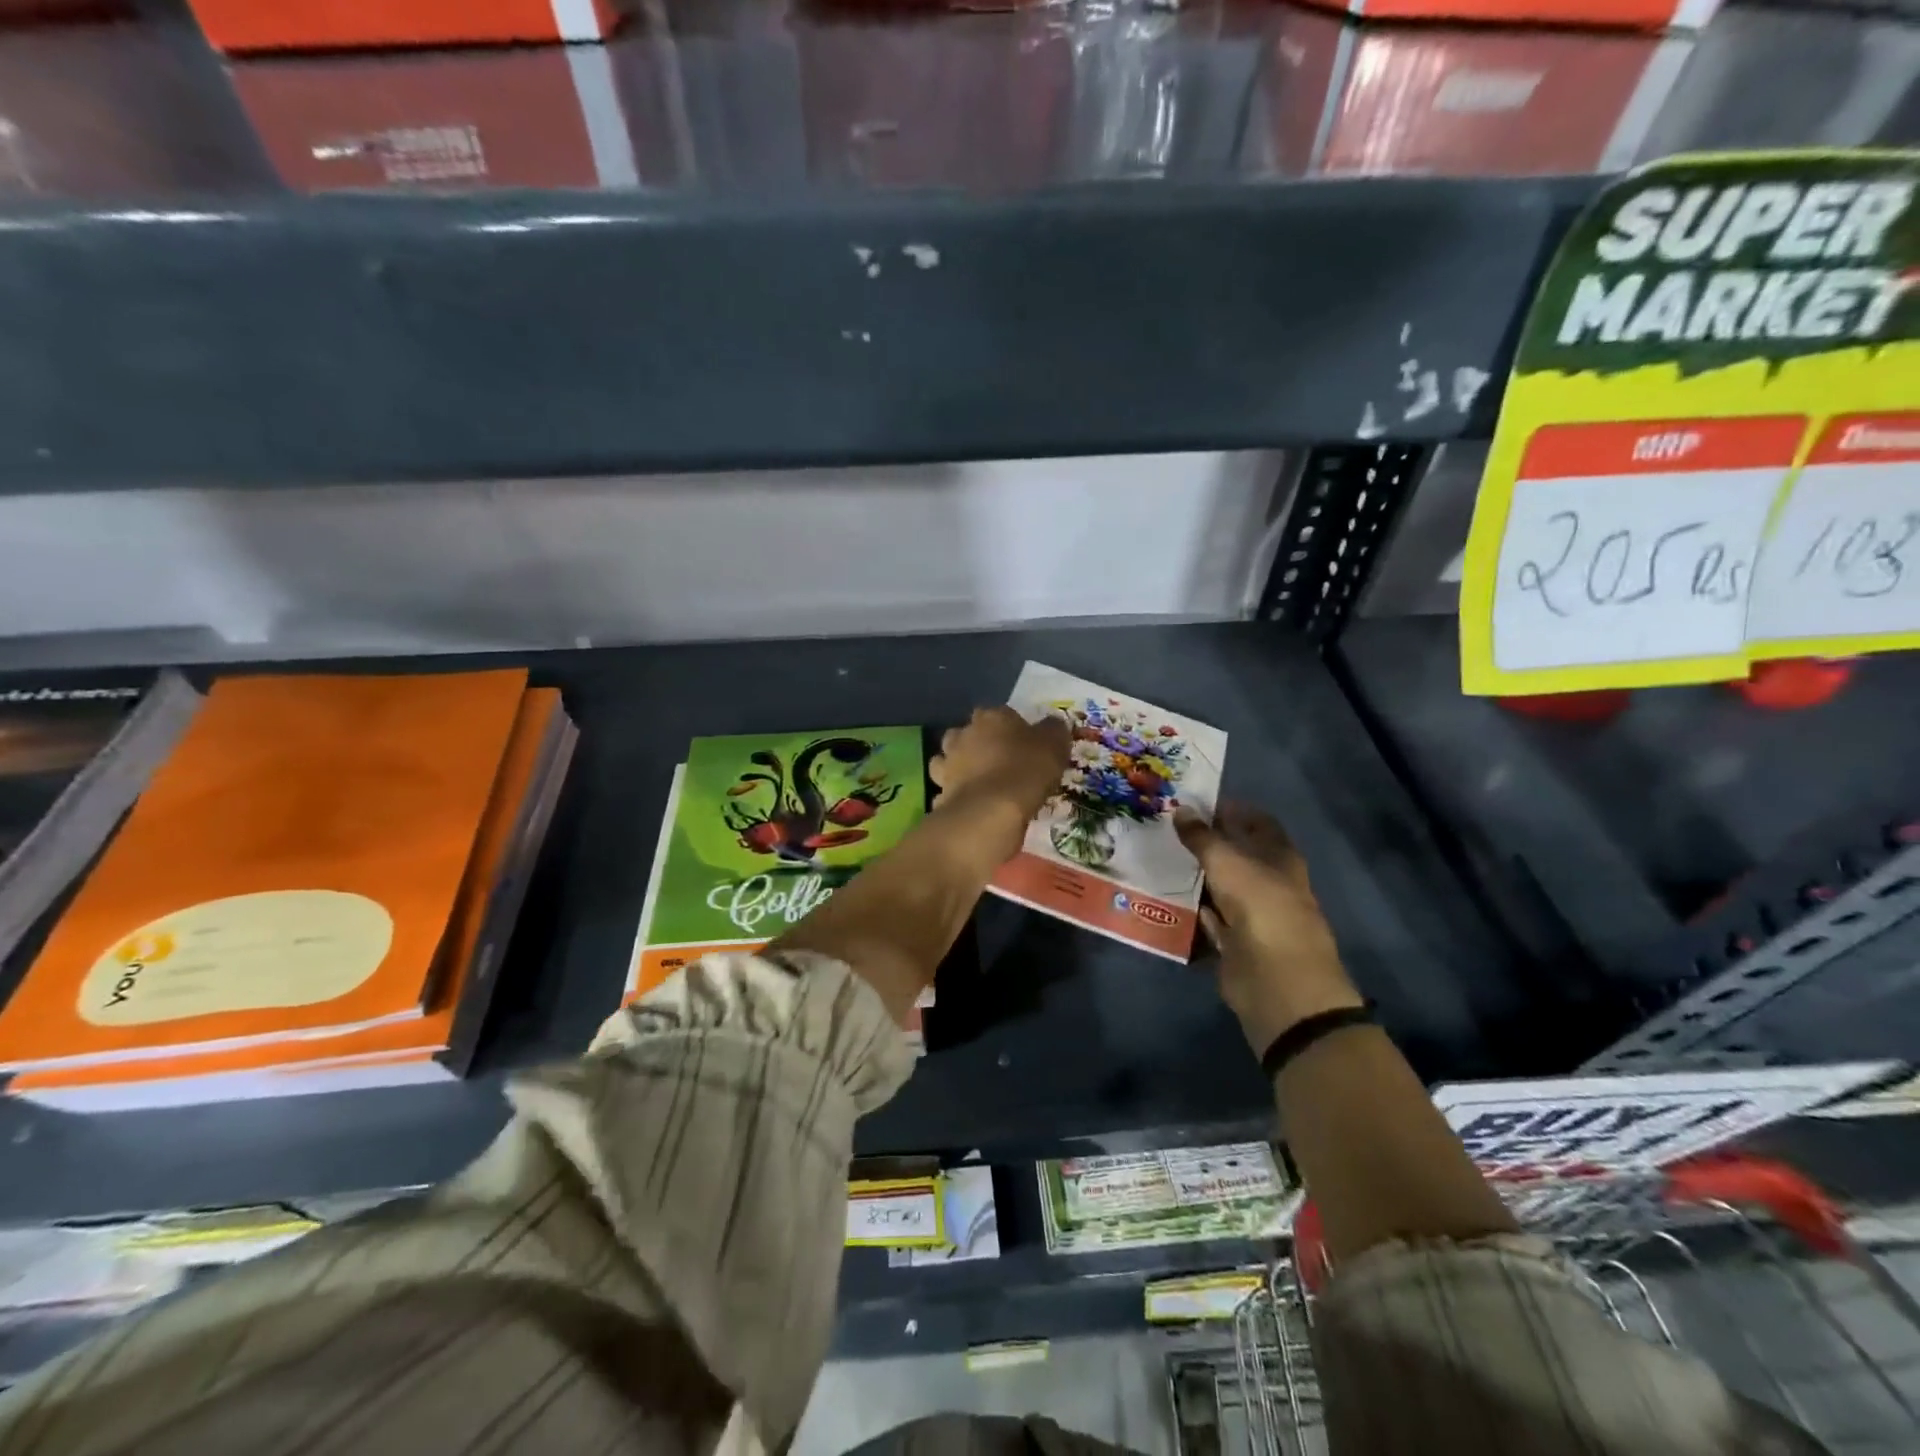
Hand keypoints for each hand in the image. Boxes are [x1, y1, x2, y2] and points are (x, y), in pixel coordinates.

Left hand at [930, 707, 1070, 859]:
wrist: (991, 811)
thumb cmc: (1026, 771)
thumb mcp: (1055, 746)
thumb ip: (1053, 731)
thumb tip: (1052, 724)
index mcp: (991, 717)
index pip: (999, 713)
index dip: (1011, 727)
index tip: (1023, 742)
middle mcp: (963, 734)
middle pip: (968, 732)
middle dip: (978, 743)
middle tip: (998, 761)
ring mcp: (947, 763)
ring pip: (948, 758)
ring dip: (959, 766)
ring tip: (978, 781)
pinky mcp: (940, 792)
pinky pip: (946, 789)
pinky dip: (955, 794)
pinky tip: (969, 803)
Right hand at [1175, 802, 1361, 1054]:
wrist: (1276, 979)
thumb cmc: (1261, 906)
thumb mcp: (1227, 861)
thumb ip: (1202, 837)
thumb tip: (1180, 809)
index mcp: (1279, 856)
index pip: (1256, 821)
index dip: (1229, 809)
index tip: (1193, 800)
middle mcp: (1268, 881)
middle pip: (1234, 854)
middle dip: (1205, 841)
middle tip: (1164, 826)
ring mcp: (1251, 912)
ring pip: (1219, 885)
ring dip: (1194, 874)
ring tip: (1155, 855)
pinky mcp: (1233, 940)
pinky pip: (1207, 917)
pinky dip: (1189, 907)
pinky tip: (1161, 894)